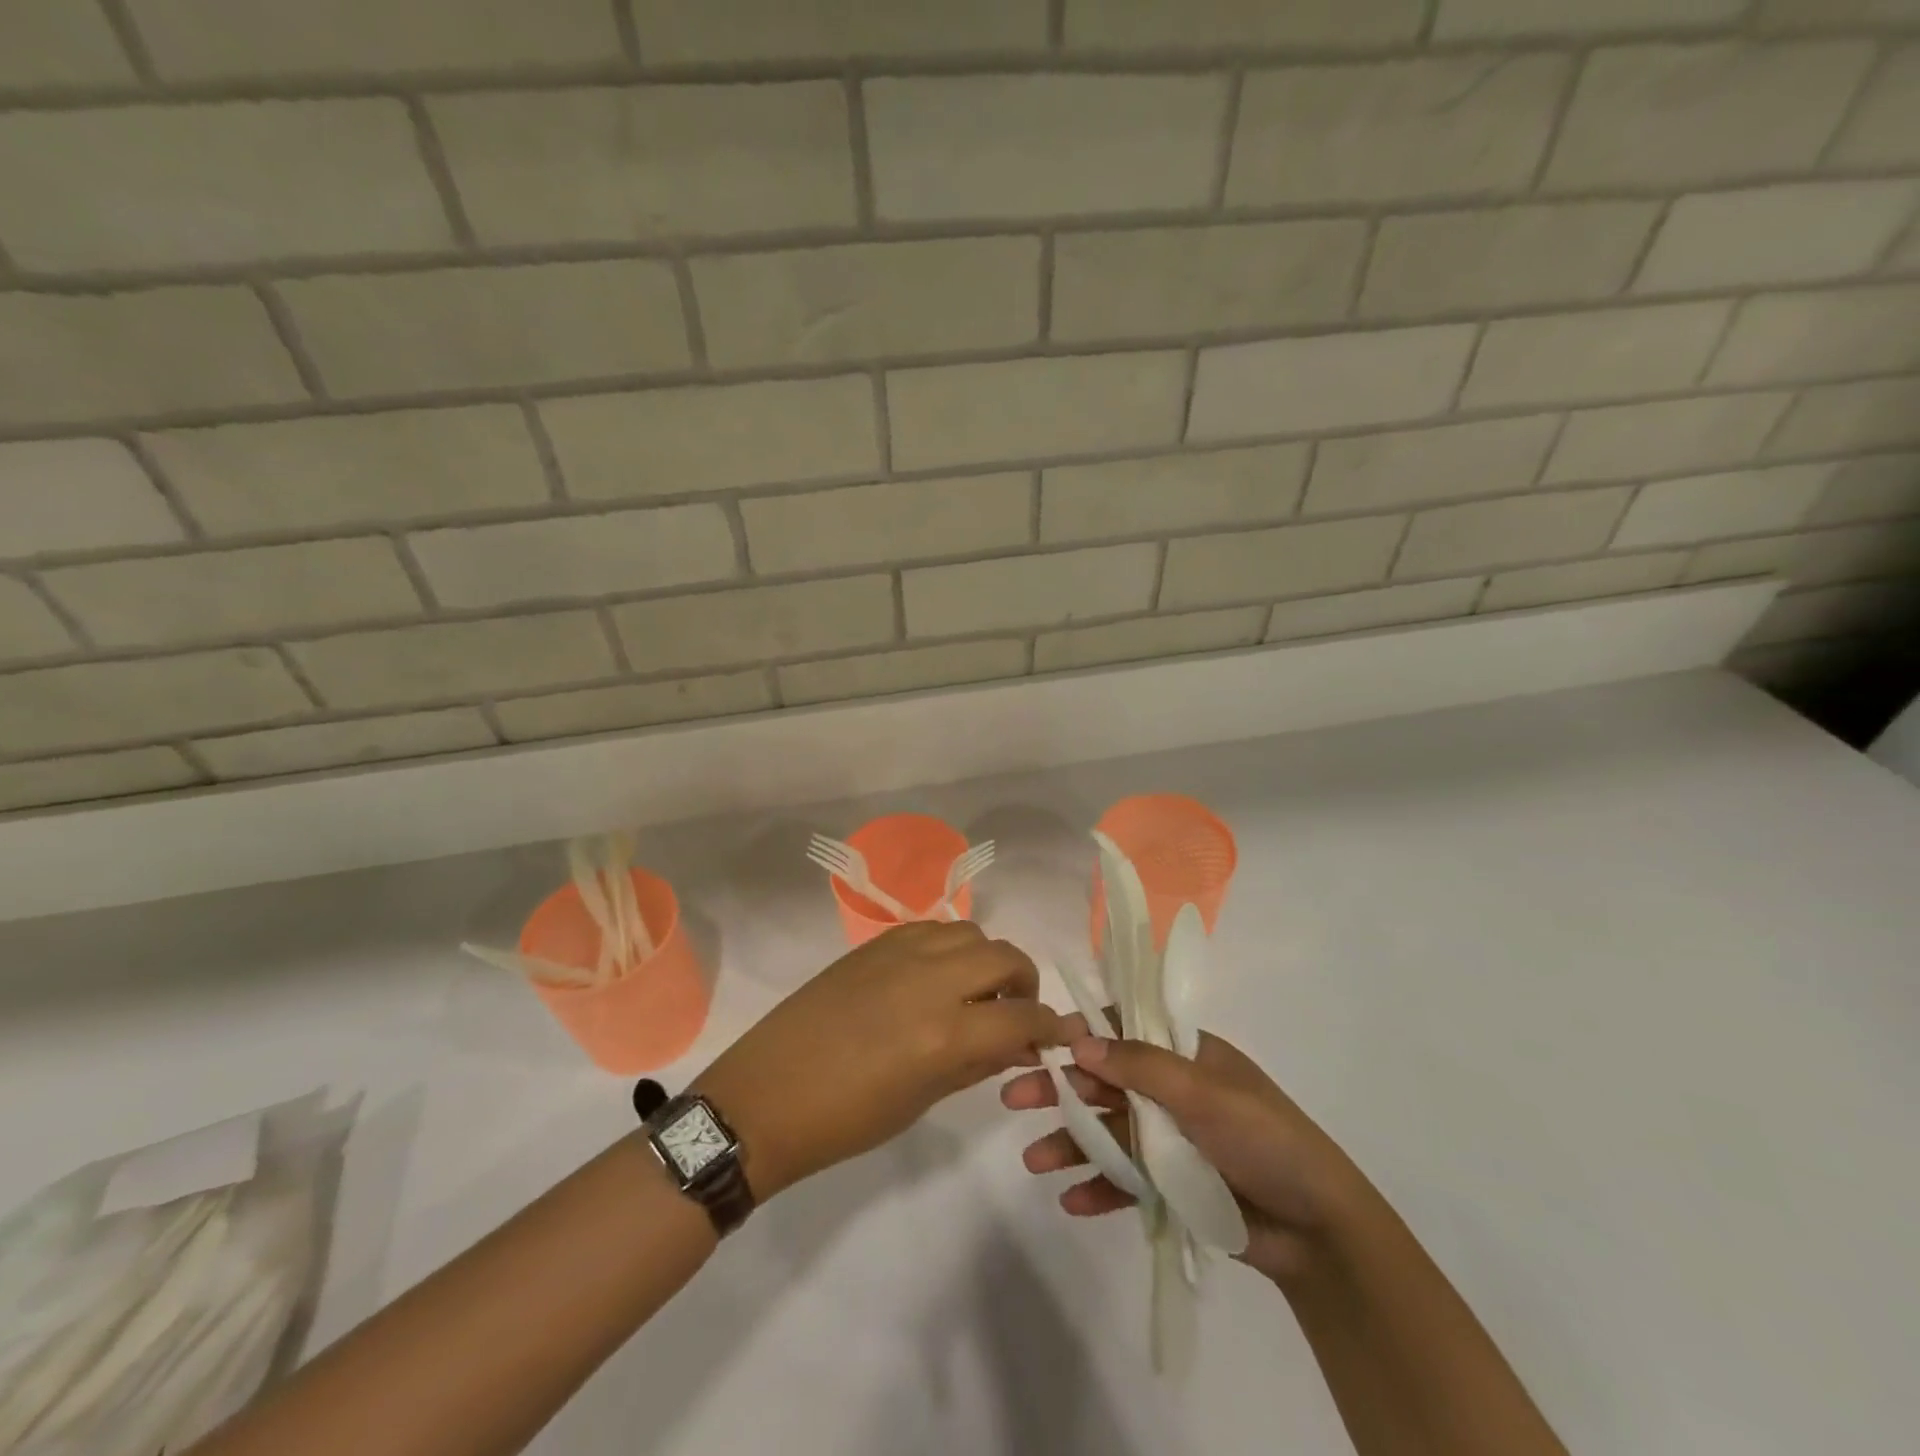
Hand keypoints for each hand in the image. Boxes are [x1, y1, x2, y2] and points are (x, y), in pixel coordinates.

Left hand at [694, 922, 1064, 1200]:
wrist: (766, 1097)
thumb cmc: (845, 1120)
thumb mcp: (921, 1100)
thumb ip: (976, 1064)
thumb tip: (1017, 1043)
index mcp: (945, 1033)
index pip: (1022, 1017)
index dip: (1050, 1026)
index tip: (1060, 1034)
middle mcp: (930, 980)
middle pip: (1005, 957)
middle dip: (1025, 983)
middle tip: (1016, 1011)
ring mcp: (899, 954)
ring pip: (969, 933)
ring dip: (987, 959)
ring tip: (975, 990)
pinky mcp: (873, 944)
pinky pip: (931, 929)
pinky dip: (949, 947)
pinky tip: (936, 975)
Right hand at [1001, 1021, 1360, 1282]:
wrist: (1317, 1231)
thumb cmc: (1263, 1139)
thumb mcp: (1203, 1093)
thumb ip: (1140, 1067)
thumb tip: (1079, 1042)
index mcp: (1186, 1054)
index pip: (1124, 1029)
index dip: (1083, 1033)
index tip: (1041, 1043)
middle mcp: (1172, 1090)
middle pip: (1104, 1082)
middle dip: (1060, 1089)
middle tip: (1014, 1097)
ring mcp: (1170, 1139)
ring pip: (1108, 1132)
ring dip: (1071, 1143)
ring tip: (1033, 1160)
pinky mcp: (1172, 1185)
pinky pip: (1125, 1180)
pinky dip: (1099, 1187)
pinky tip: (1071, 1201)